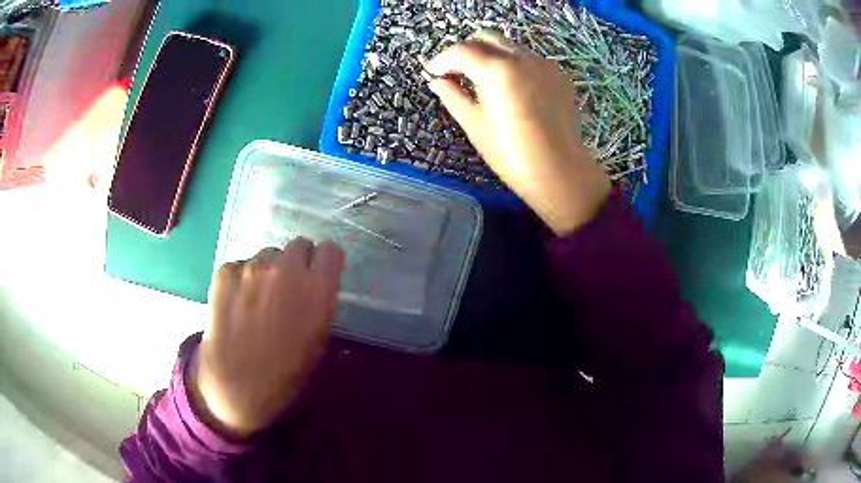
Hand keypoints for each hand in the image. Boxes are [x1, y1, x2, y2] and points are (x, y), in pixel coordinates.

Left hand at [189, 238, 344, 438]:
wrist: (235, 385)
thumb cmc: (285, 374)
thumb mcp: (318, 342)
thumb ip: (320, 304)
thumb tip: (315, 288)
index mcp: (316, 288)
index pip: (330, 250)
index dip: (324, 263)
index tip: (319, 275)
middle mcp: (286, 268)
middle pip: (298, 244)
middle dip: (297, 263)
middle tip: (287, 289)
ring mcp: (251, 267)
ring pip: (268, 254)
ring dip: (268, 270)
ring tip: (258, 300)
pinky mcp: (224, 271)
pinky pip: (241, 265)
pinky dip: (242, 279)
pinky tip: (237, 305)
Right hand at [426, 34, 610, 234]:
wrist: (559, 172)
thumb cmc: (511, 154)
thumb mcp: (474, 124)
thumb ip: (452, 95)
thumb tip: (436, 81)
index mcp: (498, 70)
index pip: (462, 51)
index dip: (442, 60)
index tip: (432, 72)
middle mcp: (523, 58)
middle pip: (487, 39)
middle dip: (467, 51)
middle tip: (455, 73)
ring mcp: (544, 65)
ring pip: (509, 47)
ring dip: (490, 57)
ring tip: (482, 82)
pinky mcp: (559, 76)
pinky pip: (529, 61)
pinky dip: (514, 66)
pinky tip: (511, 90)